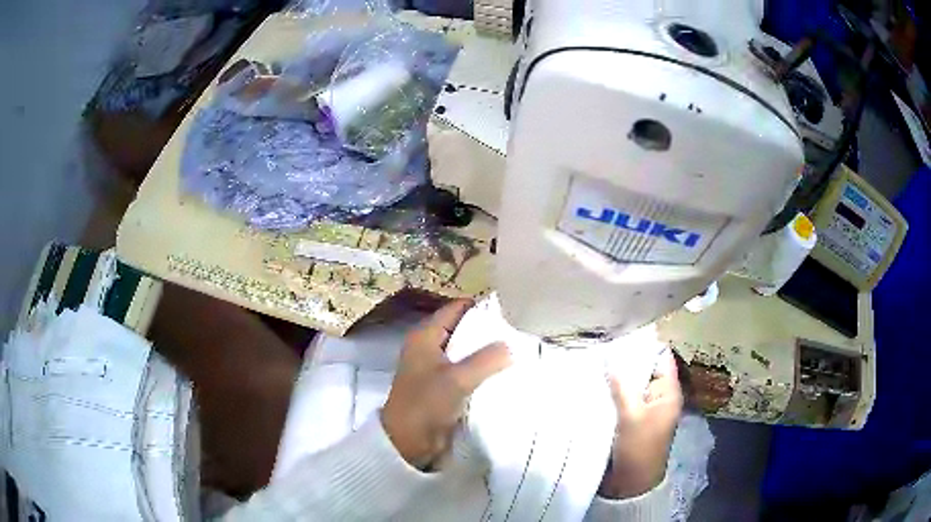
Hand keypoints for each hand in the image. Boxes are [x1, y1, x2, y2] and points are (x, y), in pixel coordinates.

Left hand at [382, 299, 510, 469]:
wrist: (407, 442)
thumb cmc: (426, 404)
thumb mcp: (457, 379)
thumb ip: (486, 360)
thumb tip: (510, 346)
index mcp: (425, 336)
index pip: (456, 308)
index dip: (480, 307)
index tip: (510, 311)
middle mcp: (429, 346)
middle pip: (463, 329)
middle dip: (488, 332)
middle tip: (519, 333)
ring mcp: (435, 367)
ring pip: (466, 351)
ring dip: (487, 353)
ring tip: (517, 352)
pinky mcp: (442, 386)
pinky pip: (466, 371)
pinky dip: (482, 371)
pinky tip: (504, 373)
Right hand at [599, 349, 682, 498]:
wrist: (630, 484)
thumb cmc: (638, 449)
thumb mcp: (631, 416)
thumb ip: (622, 386)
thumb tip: (610, 355)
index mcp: (667, 392)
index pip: (660, 357)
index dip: (645, 343)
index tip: (620, 331)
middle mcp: (657, 396)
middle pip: (643, 369)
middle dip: (624, 359)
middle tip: (599, 344)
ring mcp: (643, 408)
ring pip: (629, 384)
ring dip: (615, 376)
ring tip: (591, 360)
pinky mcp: (629, 419)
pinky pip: (620, 398)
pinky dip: (610, 391)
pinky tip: (592, 383)